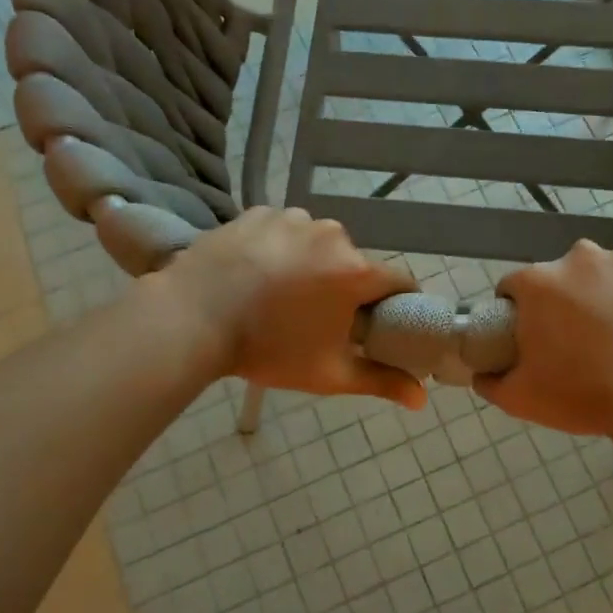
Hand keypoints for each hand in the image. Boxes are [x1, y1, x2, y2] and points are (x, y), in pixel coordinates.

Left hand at [158, 208, 425, 408]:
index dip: (397, 302)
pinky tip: (256, 272)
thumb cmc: (267, 349)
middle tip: (319, 318)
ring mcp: (292, 218)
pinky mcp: (258, 212)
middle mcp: (331, 234)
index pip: (399, 280)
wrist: (190, 319)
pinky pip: (283, 230)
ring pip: (318, 243)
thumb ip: (380, 382)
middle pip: (354, 262)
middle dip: (345, 286)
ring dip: (311, 264)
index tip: (382, 321)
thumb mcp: (328, 373)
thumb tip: (421, 400)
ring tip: (280, 294)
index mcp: (355, 270)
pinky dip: (279, 247)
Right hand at [475, 240, 612, 441]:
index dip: (520, 310)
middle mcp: (581, 257)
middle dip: (568, 297)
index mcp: (539, 282)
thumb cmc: (586, 396)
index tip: (534, 334)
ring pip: (611, 268)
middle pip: (565, 274)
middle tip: (583, 337)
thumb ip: (490, 381)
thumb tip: (480, 372)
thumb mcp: (521, 399)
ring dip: (611, 289)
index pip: (515, 286)